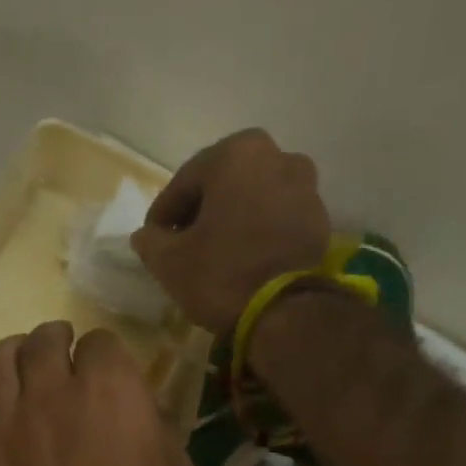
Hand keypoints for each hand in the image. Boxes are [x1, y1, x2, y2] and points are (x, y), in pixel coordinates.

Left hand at [0, 322, 205, 465]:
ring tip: (22, 372)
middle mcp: (50, 394)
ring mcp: (7, 429)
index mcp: (109, 388)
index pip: (100, 341)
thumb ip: (155, 432)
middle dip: (56, 343)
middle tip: (64, 358)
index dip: (108, 356)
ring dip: (12, 361)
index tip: (113, 373)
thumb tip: (140, 419)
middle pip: (41, 341)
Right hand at [132, 128, 331, 333]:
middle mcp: (277, 156)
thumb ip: (151, 241)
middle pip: (223, 184)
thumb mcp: (170, 262)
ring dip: (230, 219)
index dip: (163, 213)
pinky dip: (256, 231)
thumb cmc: (221, 274)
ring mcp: (305, 185)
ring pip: (252, 199)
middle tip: (181, 244)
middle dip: (200, 211)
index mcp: (236, 154)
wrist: (285, 312)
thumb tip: (145, 235)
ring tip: (213, 253)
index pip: (185, 181)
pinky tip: (242, 258)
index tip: (152, 239)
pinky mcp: (319, 218)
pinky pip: (275, 217)